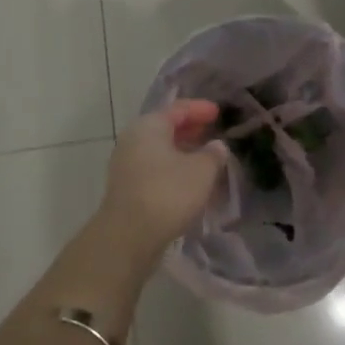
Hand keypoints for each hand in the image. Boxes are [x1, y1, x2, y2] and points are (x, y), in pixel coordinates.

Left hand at [98, 101, 227, 257]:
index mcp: (149, 125)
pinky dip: (172, 168)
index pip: (178, 109)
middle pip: (166, 127)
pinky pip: (154, 167)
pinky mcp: (126, 187)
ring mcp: (126, 163)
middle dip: (190, 129)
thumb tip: (217, 145)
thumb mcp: (201, 171)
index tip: (218, 112)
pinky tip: (188, 180)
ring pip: (159, 149)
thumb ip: (213, 154)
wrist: (128, 236)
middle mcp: (133, 138)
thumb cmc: (168, 193)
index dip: (200, 109)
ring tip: (204, 158)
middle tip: (211, 132)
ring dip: (182, 151)